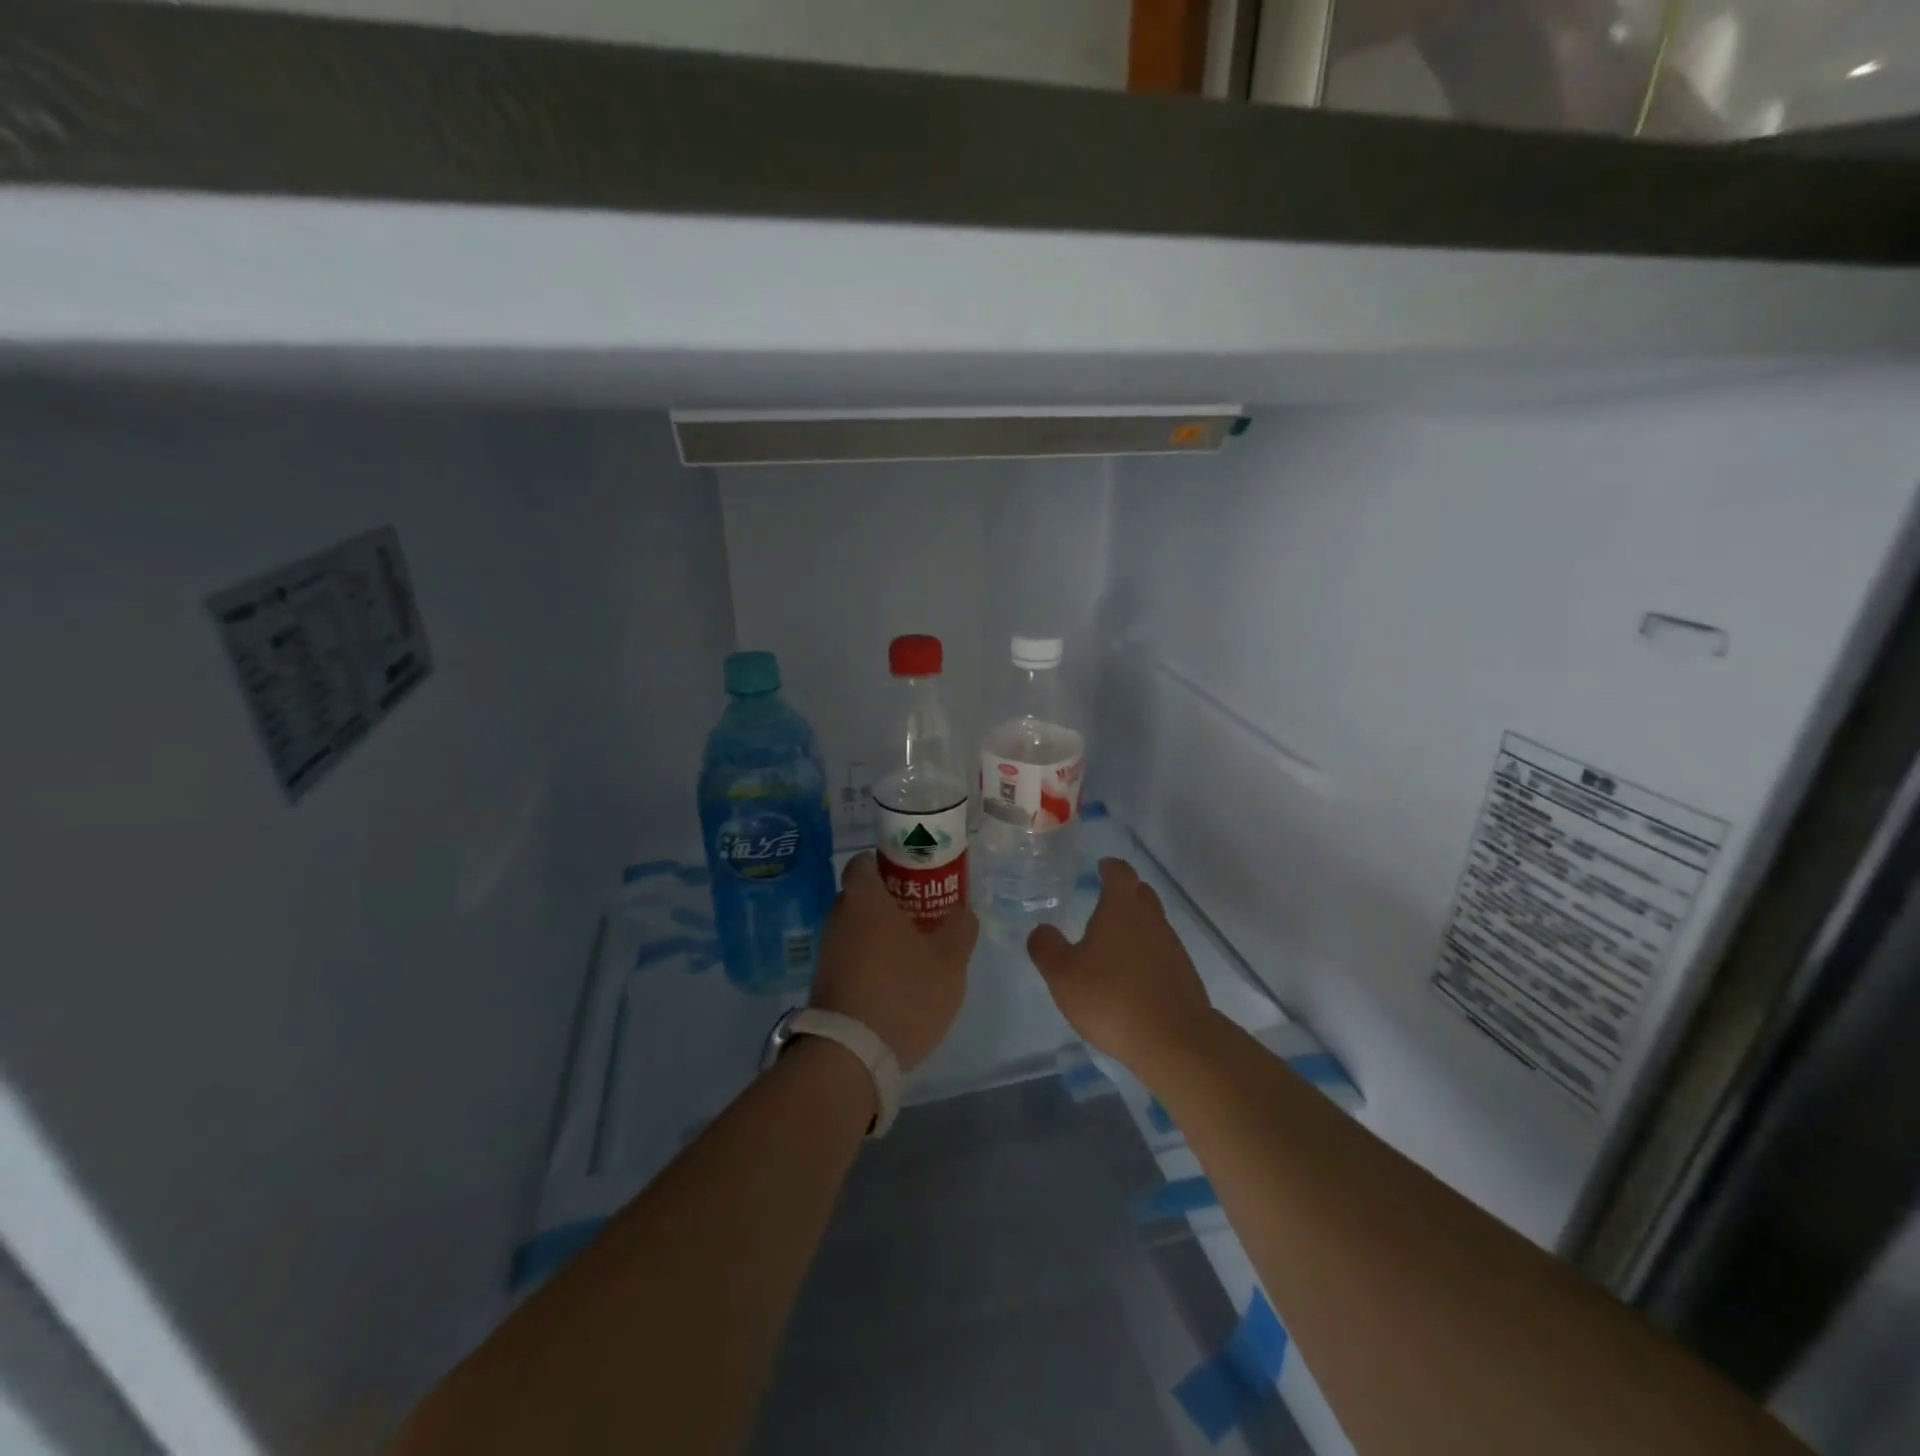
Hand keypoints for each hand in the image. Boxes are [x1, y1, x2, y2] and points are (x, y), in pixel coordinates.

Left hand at [810, 853, 976, 1071]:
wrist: (851, 1055)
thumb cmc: (903, 993)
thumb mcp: (949, 961)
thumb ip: (960, 928)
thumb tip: (961, 913)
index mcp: (864, 900)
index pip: (864, 862)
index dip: (888, 863)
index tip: (914, 874)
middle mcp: (838, 918)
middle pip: (862, 896)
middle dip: (889, 901)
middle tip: (923, 913)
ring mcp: (827, 952)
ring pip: (856, 928)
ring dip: (880, 934)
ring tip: (914, 950)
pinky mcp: (825, 983)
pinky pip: (850, 957)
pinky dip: (870, 960)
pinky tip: (896, 981)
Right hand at [1028, 858, 1215, 1074]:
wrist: (1175, 1040)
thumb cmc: (1111, 998)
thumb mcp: (1063, 975)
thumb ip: (1046, 948)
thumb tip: (1041, 929)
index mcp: (1121, 908)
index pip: (1119, 872)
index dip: (1109, 867)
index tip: (1100, 866)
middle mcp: (1151, 919)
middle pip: (1140, 893)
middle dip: (1124, 892)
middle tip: (1103, 901)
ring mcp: (1172, 946)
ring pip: (1152, 923)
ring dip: (1135, 925)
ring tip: (1112, 942)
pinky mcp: (1184, 975)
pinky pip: (1161, 952)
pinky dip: (1146, 953)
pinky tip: (1131, 976)